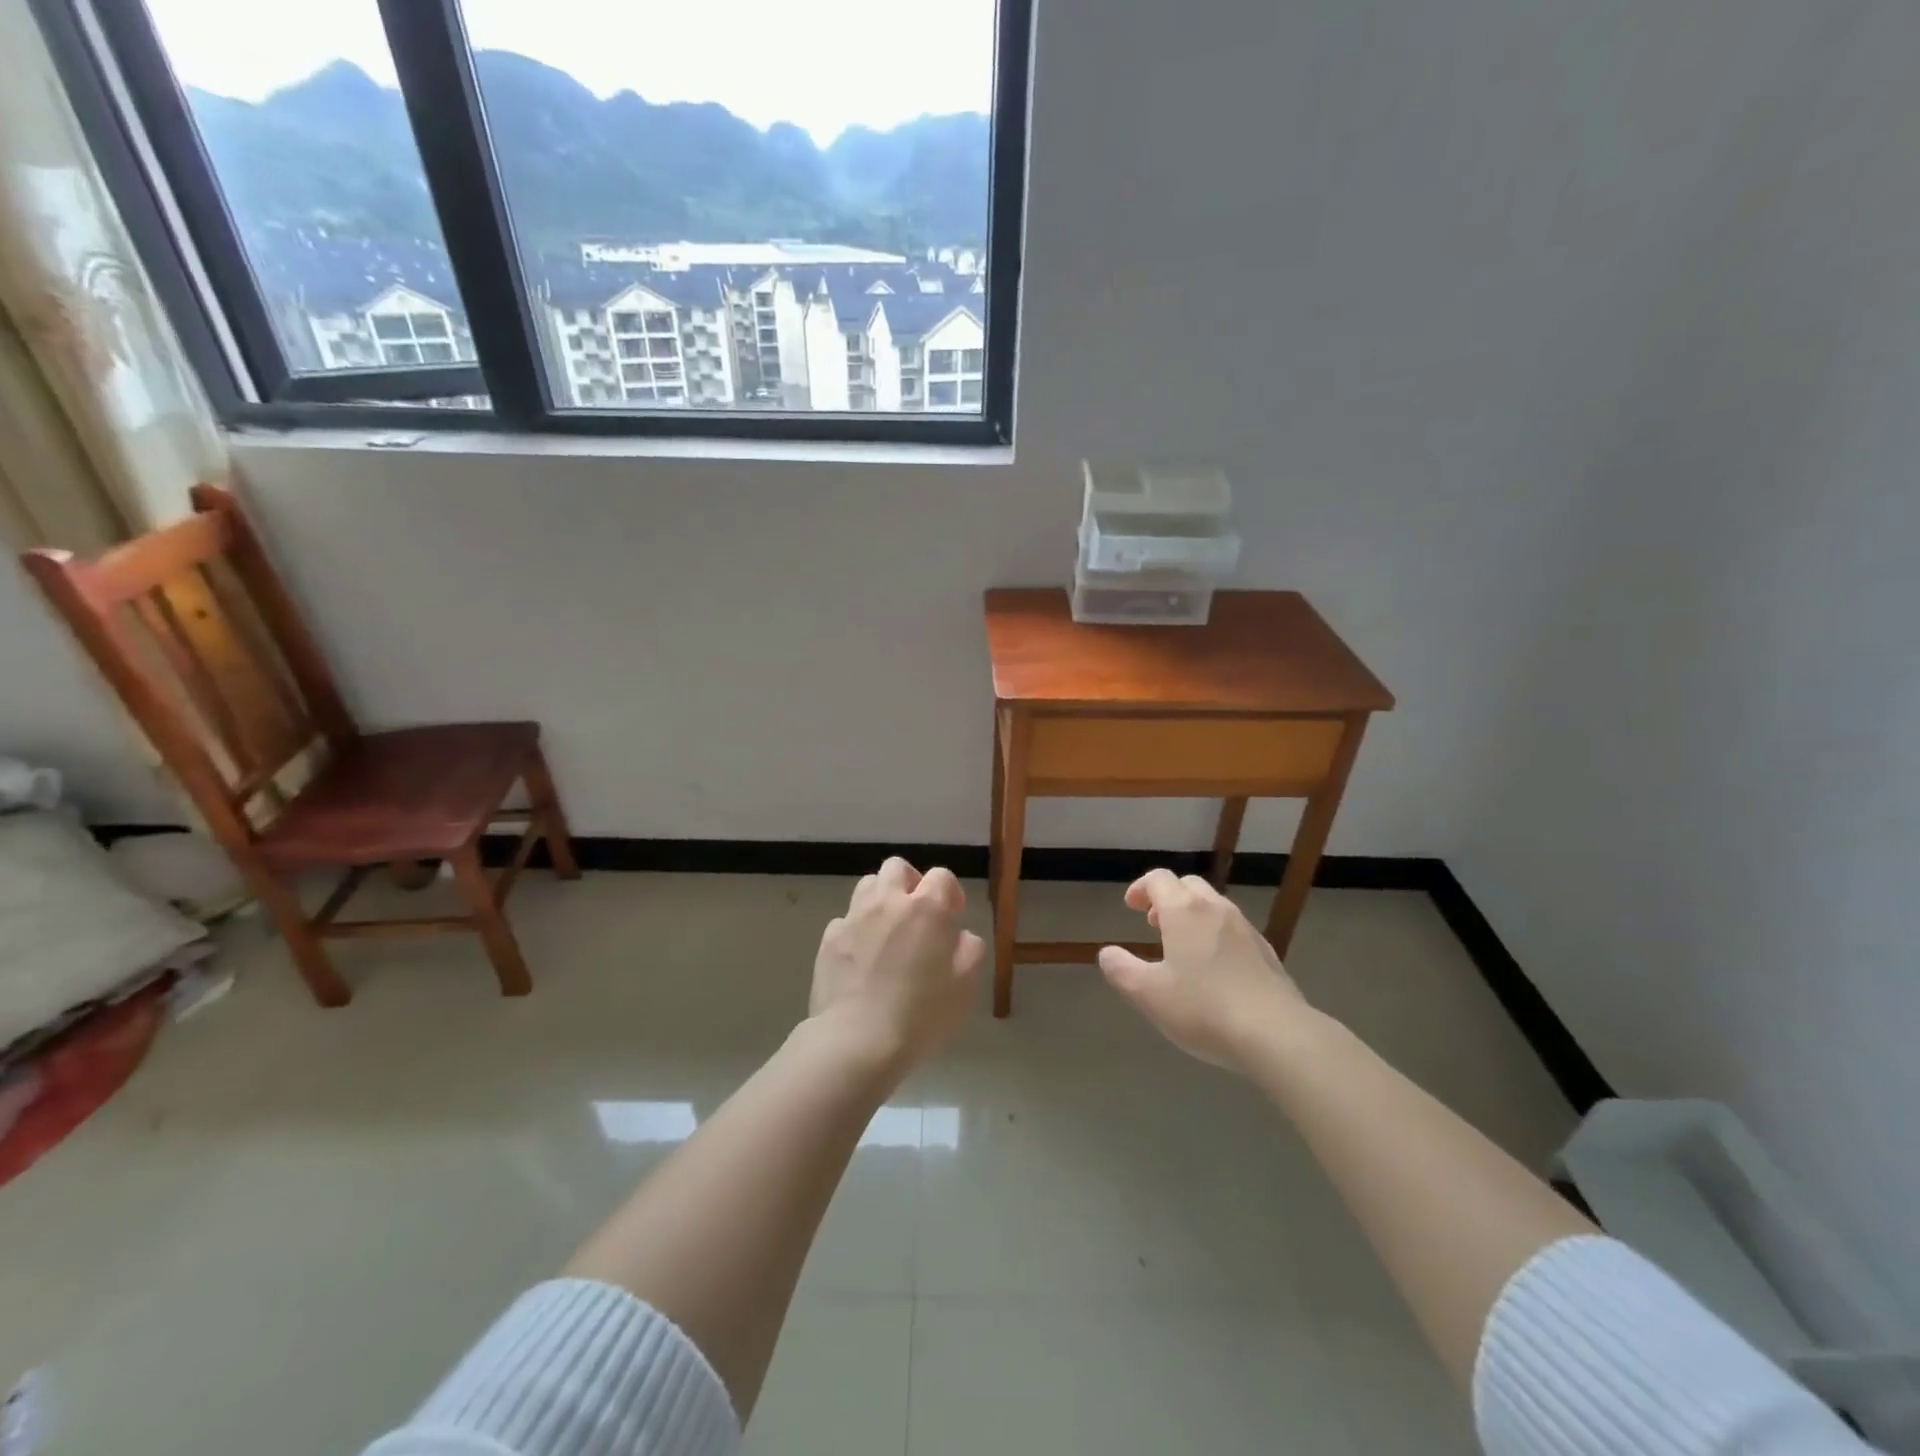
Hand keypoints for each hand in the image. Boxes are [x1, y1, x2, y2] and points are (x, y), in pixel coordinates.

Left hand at [810, 857, 984, 1071]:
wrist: (858, 1040)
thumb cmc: (921, 1014)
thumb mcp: (966, 984)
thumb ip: (969, 948)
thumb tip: (958, 934)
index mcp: (926, 908)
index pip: (941, 876)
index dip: (950, 892)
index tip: (952, 916)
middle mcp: (888, 902)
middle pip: (897, 868)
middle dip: (911, 882)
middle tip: (917, 913)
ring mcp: (854, 918)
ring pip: (867, 885)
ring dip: (881, 898)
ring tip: (887, 929)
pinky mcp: (829, 939)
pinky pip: (845, 919)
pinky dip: (856, 929)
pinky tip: (861, 957)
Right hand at [1099, 869, 1310, 1070]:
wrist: (1277, 1034)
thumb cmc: (1203, 1009)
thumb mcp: (1148, 994)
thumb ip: (1121, 970)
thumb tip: (1107, 954)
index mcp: (1184, 911)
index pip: (1159, 879)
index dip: (1141, 888)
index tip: (1130, 907)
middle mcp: (1216, 910)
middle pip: (1189, 886)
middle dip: (1167, 898)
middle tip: (1153, 923)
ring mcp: (1246, 930)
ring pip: (1214, 906)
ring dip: (1193, 916)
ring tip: (1182, 947)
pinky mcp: (1267, 953)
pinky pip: (1234, 930)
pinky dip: (1216, 935)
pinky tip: (1215, 970)